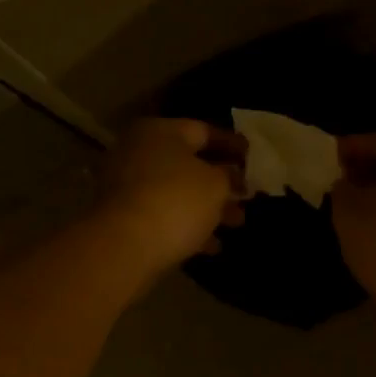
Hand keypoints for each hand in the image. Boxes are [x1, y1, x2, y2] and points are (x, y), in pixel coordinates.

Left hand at [90, 118, 246, 283]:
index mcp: (159, 132)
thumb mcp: (216, 184)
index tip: (252, 157)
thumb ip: (229, 176)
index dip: (231, 144)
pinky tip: (212, 246)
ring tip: (237, 223)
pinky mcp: (123, 218)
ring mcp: (126, 186)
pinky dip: (187, 226)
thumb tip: (232, 175)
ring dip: (208, 207)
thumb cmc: (177, 200)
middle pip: (188, 163)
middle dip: (221, 181)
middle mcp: (138, 152)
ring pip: (177, 192)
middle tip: (246, 195)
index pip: (203, 130)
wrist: (126, 246)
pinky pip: (163, 215)